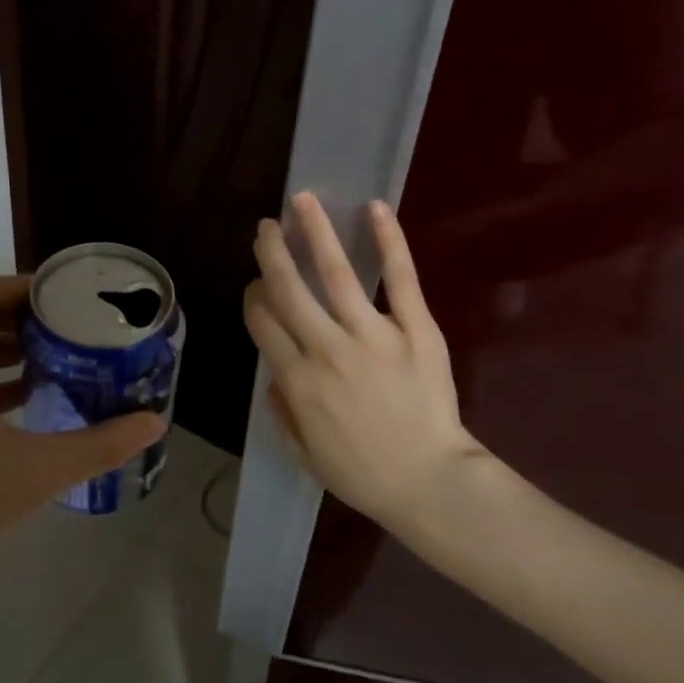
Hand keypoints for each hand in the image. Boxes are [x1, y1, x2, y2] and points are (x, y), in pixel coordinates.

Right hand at [245, 193, 488, 532]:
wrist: (429, 481)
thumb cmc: (363, 474)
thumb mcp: (305, 454)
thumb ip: (283, 412)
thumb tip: (274, 376)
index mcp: (297, 381)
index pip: (264, 323)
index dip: (254, 297)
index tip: (256, 283)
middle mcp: (327, 349)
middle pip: (289, 289)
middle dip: (273, 253)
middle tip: (266, 228)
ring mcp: (373, 335)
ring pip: (335, 273)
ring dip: (315, 232)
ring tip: (302, 201)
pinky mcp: (416, 329)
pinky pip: (401, 278)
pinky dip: (389, 241)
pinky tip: (375, 209)